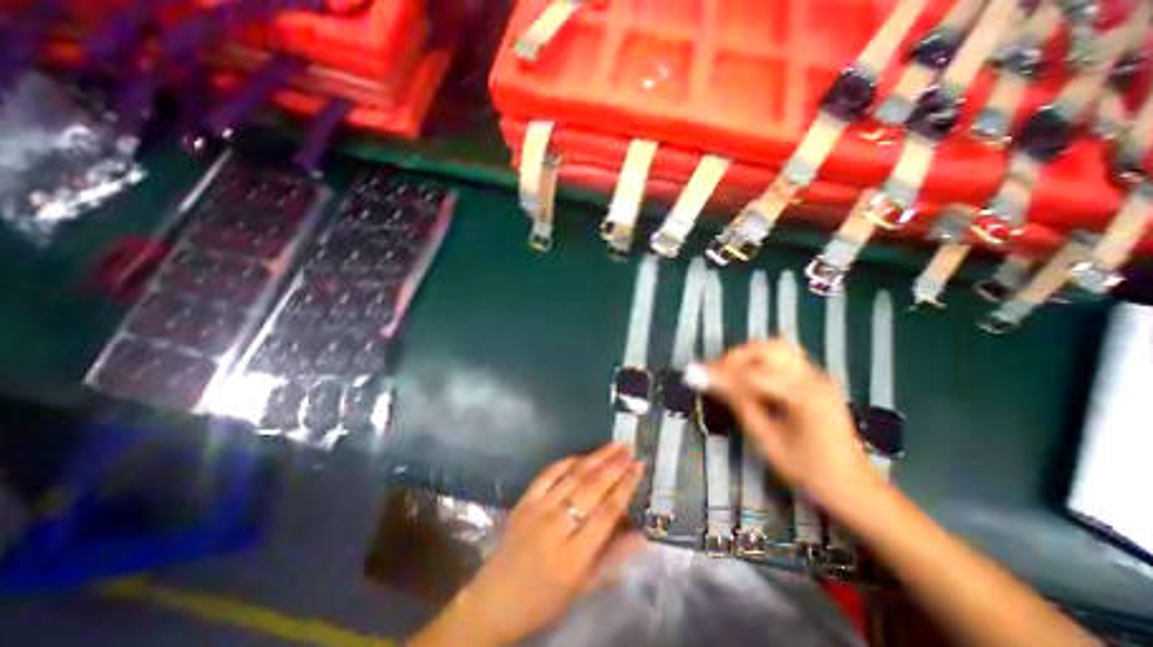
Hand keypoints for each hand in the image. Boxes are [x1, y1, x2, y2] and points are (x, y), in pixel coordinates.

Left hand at [412, 446, 645, 646]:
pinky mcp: (524, 501)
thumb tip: (642, 535)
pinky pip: (548, 474)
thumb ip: (612, 558)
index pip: (607, 512)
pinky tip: (581, 455)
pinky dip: (566, 462)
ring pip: (573, 476)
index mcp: (574, 555)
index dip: (626, 487)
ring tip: (614, 445)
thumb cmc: (545, 599)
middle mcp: (557, 526)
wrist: (496, 599)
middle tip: (630, 448)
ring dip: (596, 457)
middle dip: (614, 465)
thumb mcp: (583, 588)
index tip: (639, 467)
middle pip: (591, 488)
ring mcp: (538, 509)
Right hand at [702, 340, 875, 505]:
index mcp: (804, 395)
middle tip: (715, 373)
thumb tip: (709, 381)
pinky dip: (762, 361)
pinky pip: (785, 357)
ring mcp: (819, 375)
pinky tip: (751, 378)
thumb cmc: (808, 470)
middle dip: (735, 356)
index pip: (752, 373)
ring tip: (731, 373)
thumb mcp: (767, 440)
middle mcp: (814, 377)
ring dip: (749, 355)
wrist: (853, 486)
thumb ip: (739, 404)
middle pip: (767, 348)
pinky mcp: (817, 379)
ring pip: (777, 347)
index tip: (696, 374)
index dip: (721, 372)